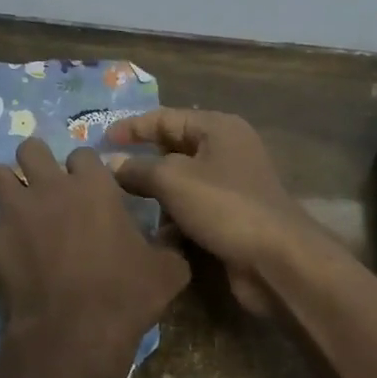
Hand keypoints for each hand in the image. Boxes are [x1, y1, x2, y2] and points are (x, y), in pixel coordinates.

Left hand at [0, 138, 189, 368]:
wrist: (74, 332)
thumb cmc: (125, 295)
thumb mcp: (168, 270)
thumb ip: (169, 244)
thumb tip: (174, 235)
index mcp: (93, 186)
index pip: (82, 154)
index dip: (84, 170)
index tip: (87, 189)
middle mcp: (50, 187)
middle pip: (30, 149)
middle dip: (35, 163)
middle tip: (44, 187)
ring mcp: (14, 212)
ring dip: (5, 188)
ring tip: (15, 208)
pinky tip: (1, 247)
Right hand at [106, 110, 324, 315]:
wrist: (276, 259)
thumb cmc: (225, 206)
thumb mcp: (174, 180)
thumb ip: (138, 168)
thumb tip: (111, 163)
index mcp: (218, 128)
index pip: (166, 118)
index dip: (132, 127)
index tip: (100, 140)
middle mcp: (226, 151)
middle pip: (173, 149)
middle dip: (141, 162)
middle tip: (106, 175)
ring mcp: (231, 185)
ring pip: (181, 183)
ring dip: (154, 195)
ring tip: (121, 206)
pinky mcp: (231, 217)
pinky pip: (192, 209)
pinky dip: (172, 218)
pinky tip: (152, 234)